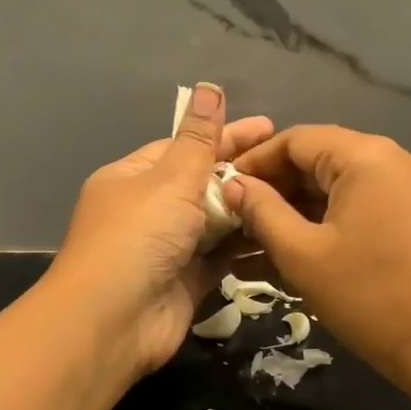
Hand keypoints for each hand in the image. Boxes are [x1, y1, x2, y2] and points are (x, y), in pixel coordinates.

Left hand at [48, 84, 273, 378]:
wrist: (113, 322)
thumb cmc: (138, 237)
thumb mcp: (170, 179)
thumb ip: (199, 139)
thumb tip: (208, 87)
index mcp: (133, 178)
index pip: (183, 148)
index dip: (225, 136)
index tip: (269, 128)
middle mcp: (148, 211)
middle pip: (202, 184)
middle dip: (243, 173)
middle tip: (292, 164)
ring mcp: (167, 249)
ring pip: (215, 222)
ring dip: (248, 210)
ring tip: (298, 196)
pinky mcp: (187, 282)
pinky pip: (221, 257)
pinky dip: (246, 246)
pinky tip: (281, 233)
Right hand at [227, 126, 410, 409]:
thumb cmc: (371, 298)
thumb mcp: (302, 255)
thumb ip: (262, 211)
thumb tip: (233, 185)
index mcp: (366, 157)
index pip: (296, 139)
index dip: (254, 161)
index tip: (221, 187)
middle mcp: (394, 160)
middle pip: (319, 159)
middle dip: (274, 187)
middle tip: (234, 217)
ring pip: (340, 186)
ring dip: (298, 208)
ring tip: (254, 237)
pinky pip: (363, 206)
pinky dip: (328, 221)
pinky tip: (295, 247)